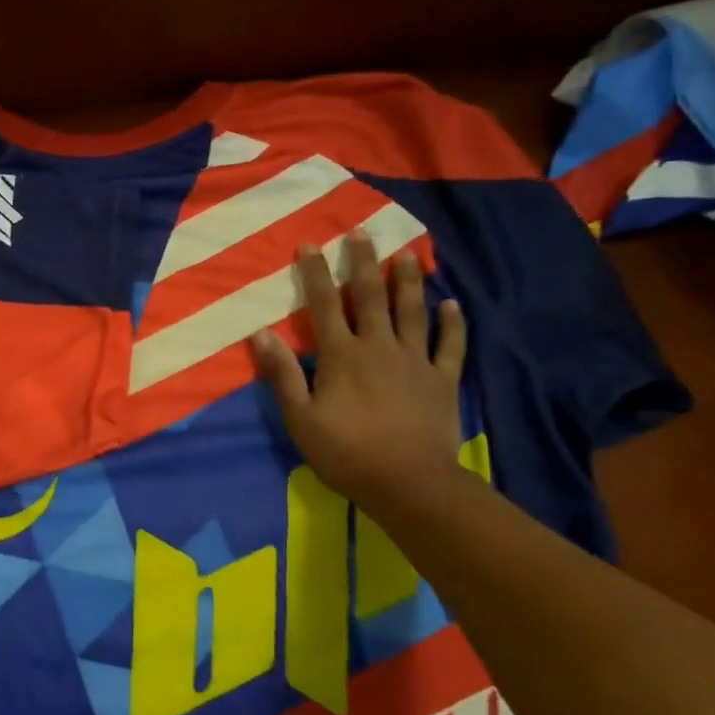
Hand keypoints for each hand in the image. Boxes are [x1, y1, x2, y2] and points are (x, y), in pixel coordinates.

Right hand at [250, 231, 467, 513]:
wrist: (408, 483)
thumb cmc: (346, 452)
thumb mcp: (300, 417)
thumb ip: (283, 374)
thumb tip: (262, 333)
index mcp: (342, 355)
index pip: (323, 305)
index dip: (314, 273)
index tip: (309, 244)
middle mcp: (379, 346)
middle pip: (370, 296)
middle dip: (363, 262)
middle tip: (361, 231)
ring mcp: (415, 361)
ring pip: (412, 311)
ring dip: (409, 281)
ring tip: (408, 253)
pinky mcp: (442, 379)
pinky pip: (449, 345)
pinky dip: (452, 323)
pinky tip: (452, 303)